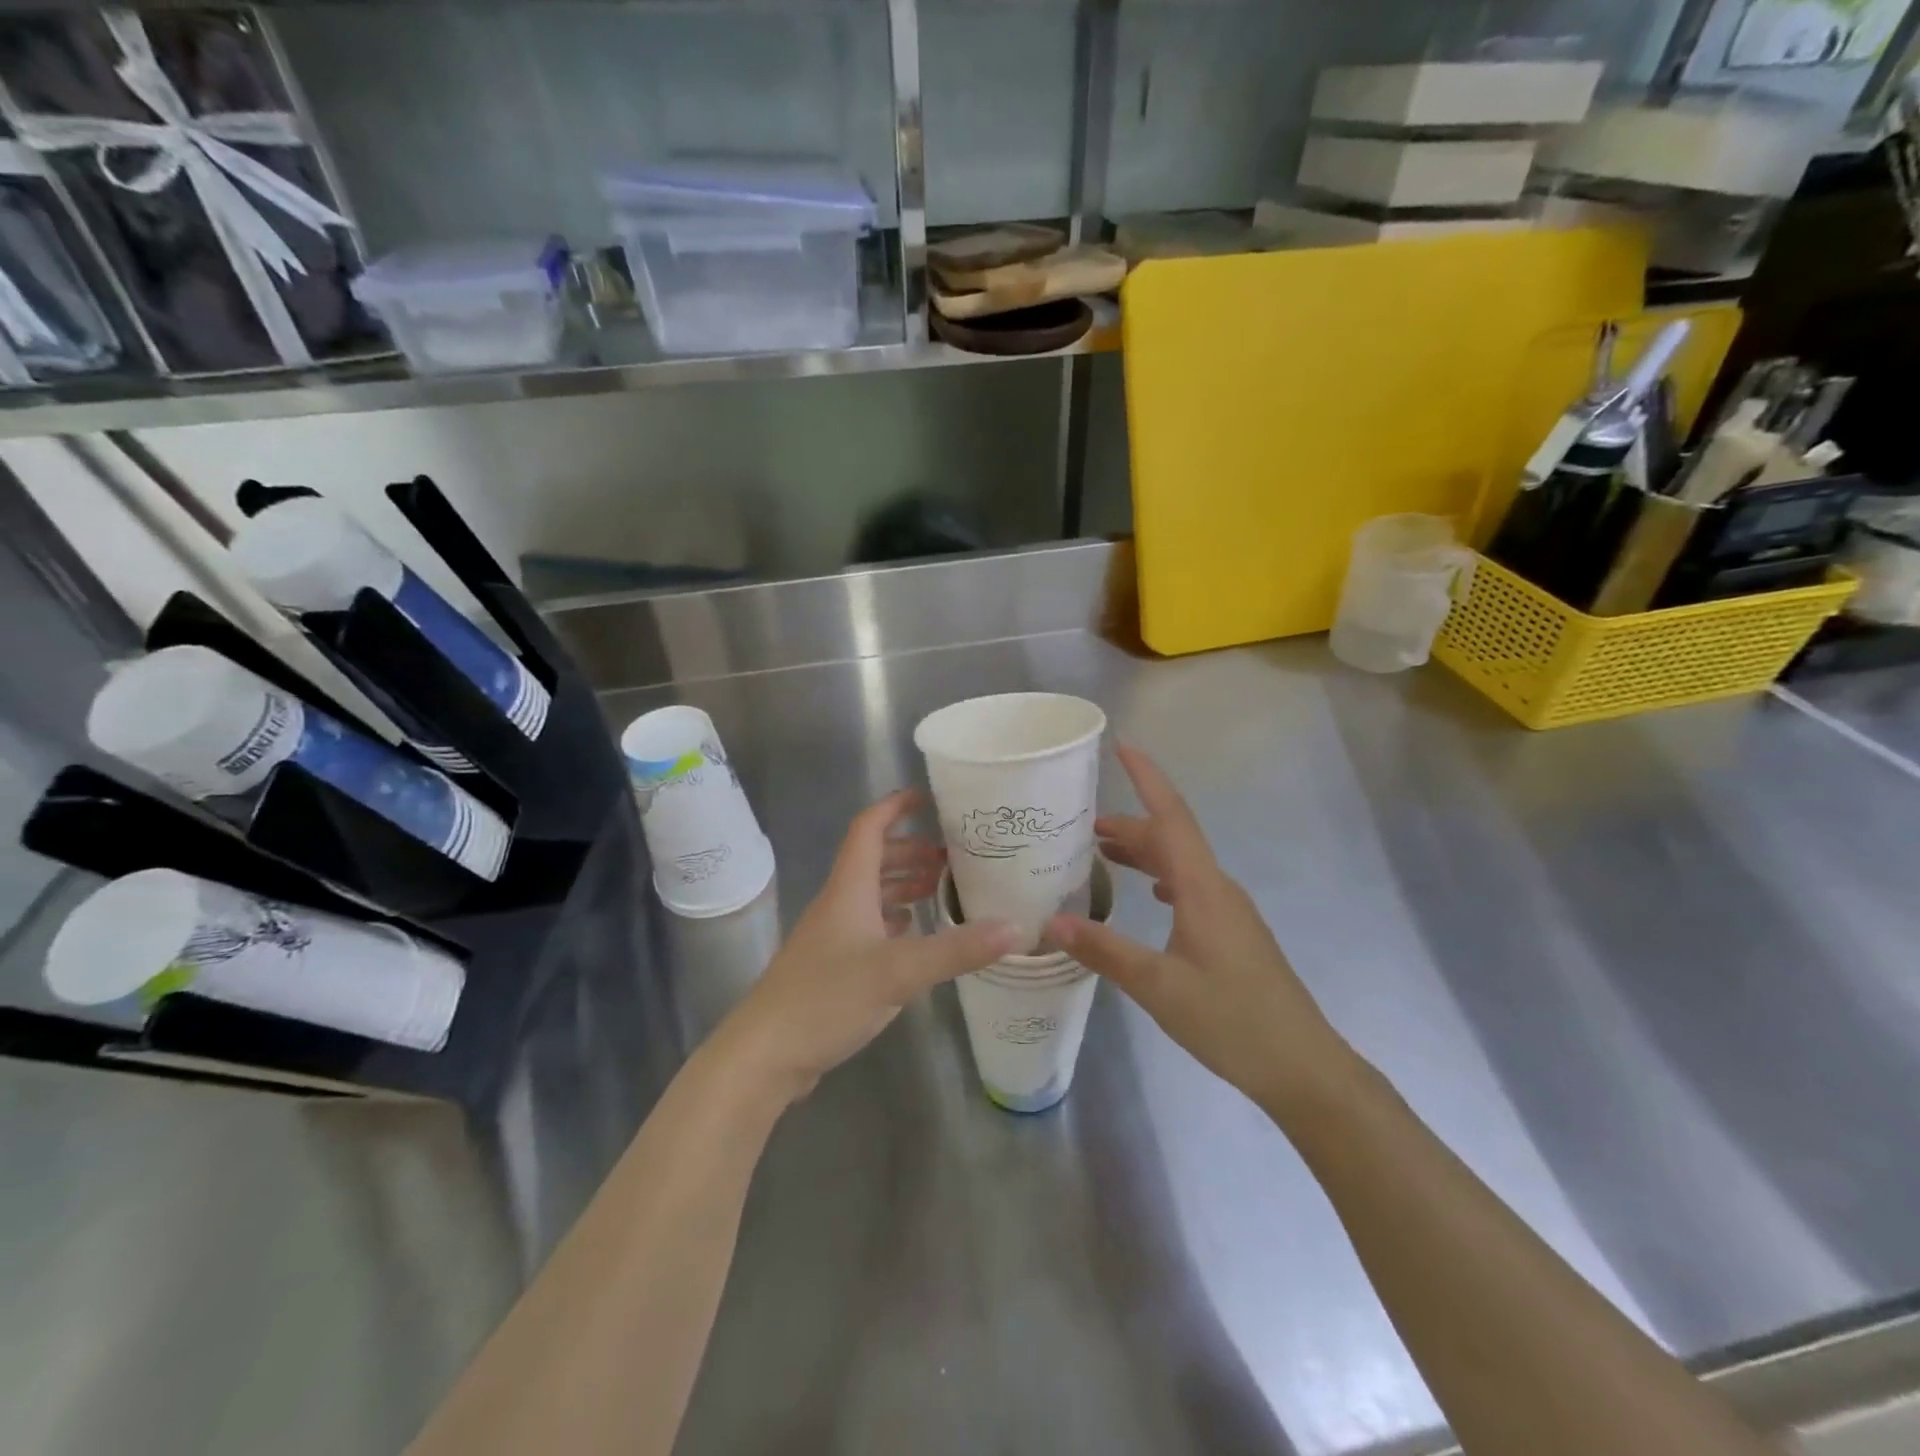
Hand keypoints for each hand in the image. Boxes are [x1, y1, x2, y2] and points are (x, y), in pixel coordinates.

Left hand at [715, 790, 1018, 1105]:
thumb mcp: (899, 972)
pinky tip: (913, 934)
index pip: (869, 828)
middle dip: (909, 850)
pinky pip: (867, 926)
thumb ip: (957, 949)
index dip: (895, 806)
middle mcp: (839, 903)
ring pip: (870, 894)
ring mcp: (832, 935)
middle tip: (951, 856)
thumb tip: (1016, 928)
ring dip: (902, 885)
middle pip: (873, 860)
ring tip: (940, 889)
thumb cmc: (827, 997)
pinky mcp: (831, 966)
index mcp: (849, 888)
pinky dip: (893, 920)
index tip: (928, 797)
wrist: (765, 1053)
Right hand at [1046, 745, 1350, 1114]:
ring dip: (1144, 851)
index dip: (1147, 778)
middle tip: (1081, 825)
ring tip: (1103, 852)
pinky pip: (1190, 887)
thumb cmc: (1232, 1021)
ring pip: (1181, 864)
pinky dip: (1161, 878)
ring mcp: (1229, 911)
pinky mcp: (1232, 933)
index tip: (1123, 746)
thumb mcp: (1159, 987)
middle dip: (1130, 823)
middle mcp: (1218, 889)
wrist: (1303, 1067)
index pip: (1171, 817)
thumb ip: (1105, 951)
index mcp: (1203, 888)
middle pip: (1171, 838)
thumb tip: (1051, 922)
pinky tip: (1149, 894)